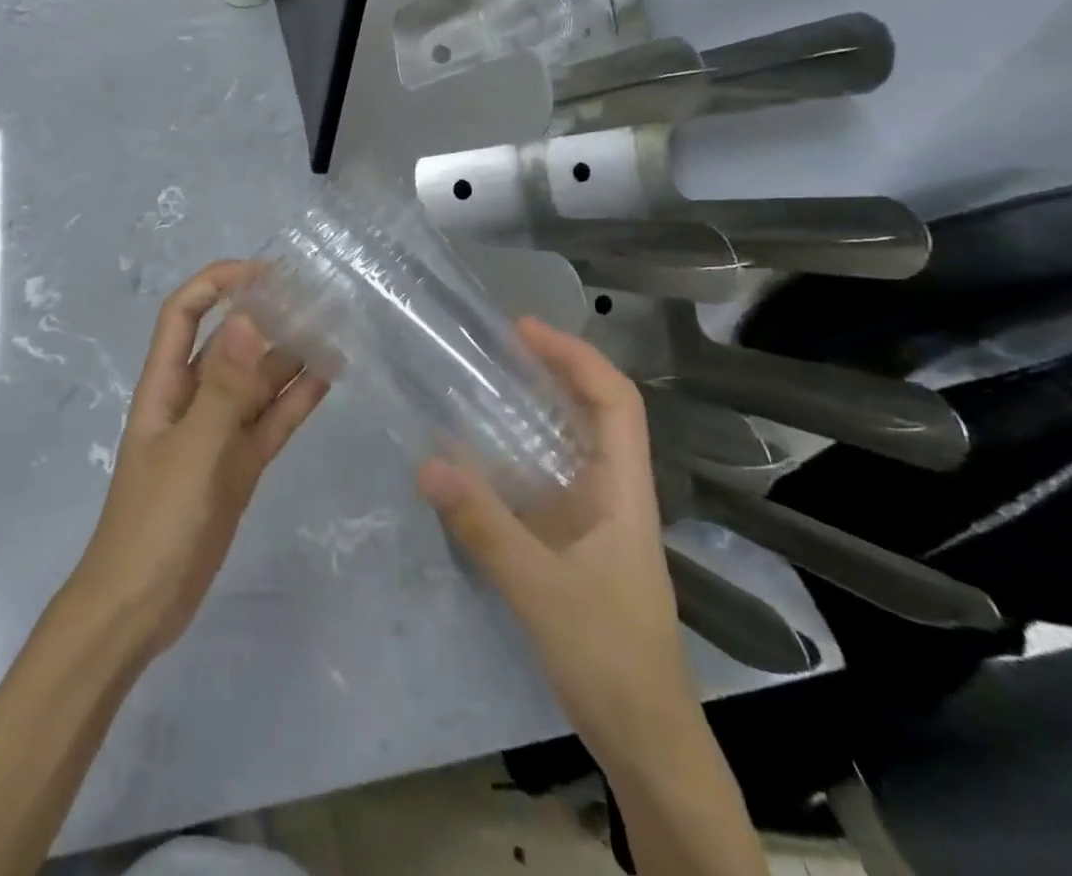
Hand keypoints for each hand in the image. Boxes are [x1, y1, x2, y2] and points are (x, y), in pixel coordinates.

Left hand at [68, 261, 329, 659]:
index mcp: (166, 384)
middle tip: (318, 296)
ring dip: (290, 356)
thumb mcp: (191, 452)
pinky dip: (297, 400)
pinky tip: (329, 378)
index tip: (265, 271)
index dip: (218, 283)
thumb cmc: (154, 523)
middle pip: (231, 343)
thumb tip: (247, 319)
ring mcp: (219, 433)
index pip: (185, 313)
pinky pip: (272, 421)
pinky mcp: (240, 465)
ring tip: (335, 329)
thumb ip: (222, 388)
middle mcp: (193, 398)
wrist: (140, 608)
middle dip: (267, 315)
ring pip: (258, 381)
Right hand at [417, 319, 690, 752]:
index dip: (576, 356)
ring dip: (528, 407)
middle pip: (591, 411)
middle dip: (549, 369)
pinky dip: (510, 452)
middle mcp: (612, 491)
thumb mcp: (541, 589)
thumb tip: (427, 462)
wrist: (644, 740)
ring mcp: (592, 517)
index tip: (523, 330)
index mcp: (625, 490)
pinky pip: (540, 478)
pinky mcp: (570, 540)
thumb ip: (484, 527)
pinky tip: (470, 454)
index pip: (615, 401)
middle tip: (489, 346)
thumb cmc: (609, 657)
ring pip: (565, 443)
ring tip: (474, 382)